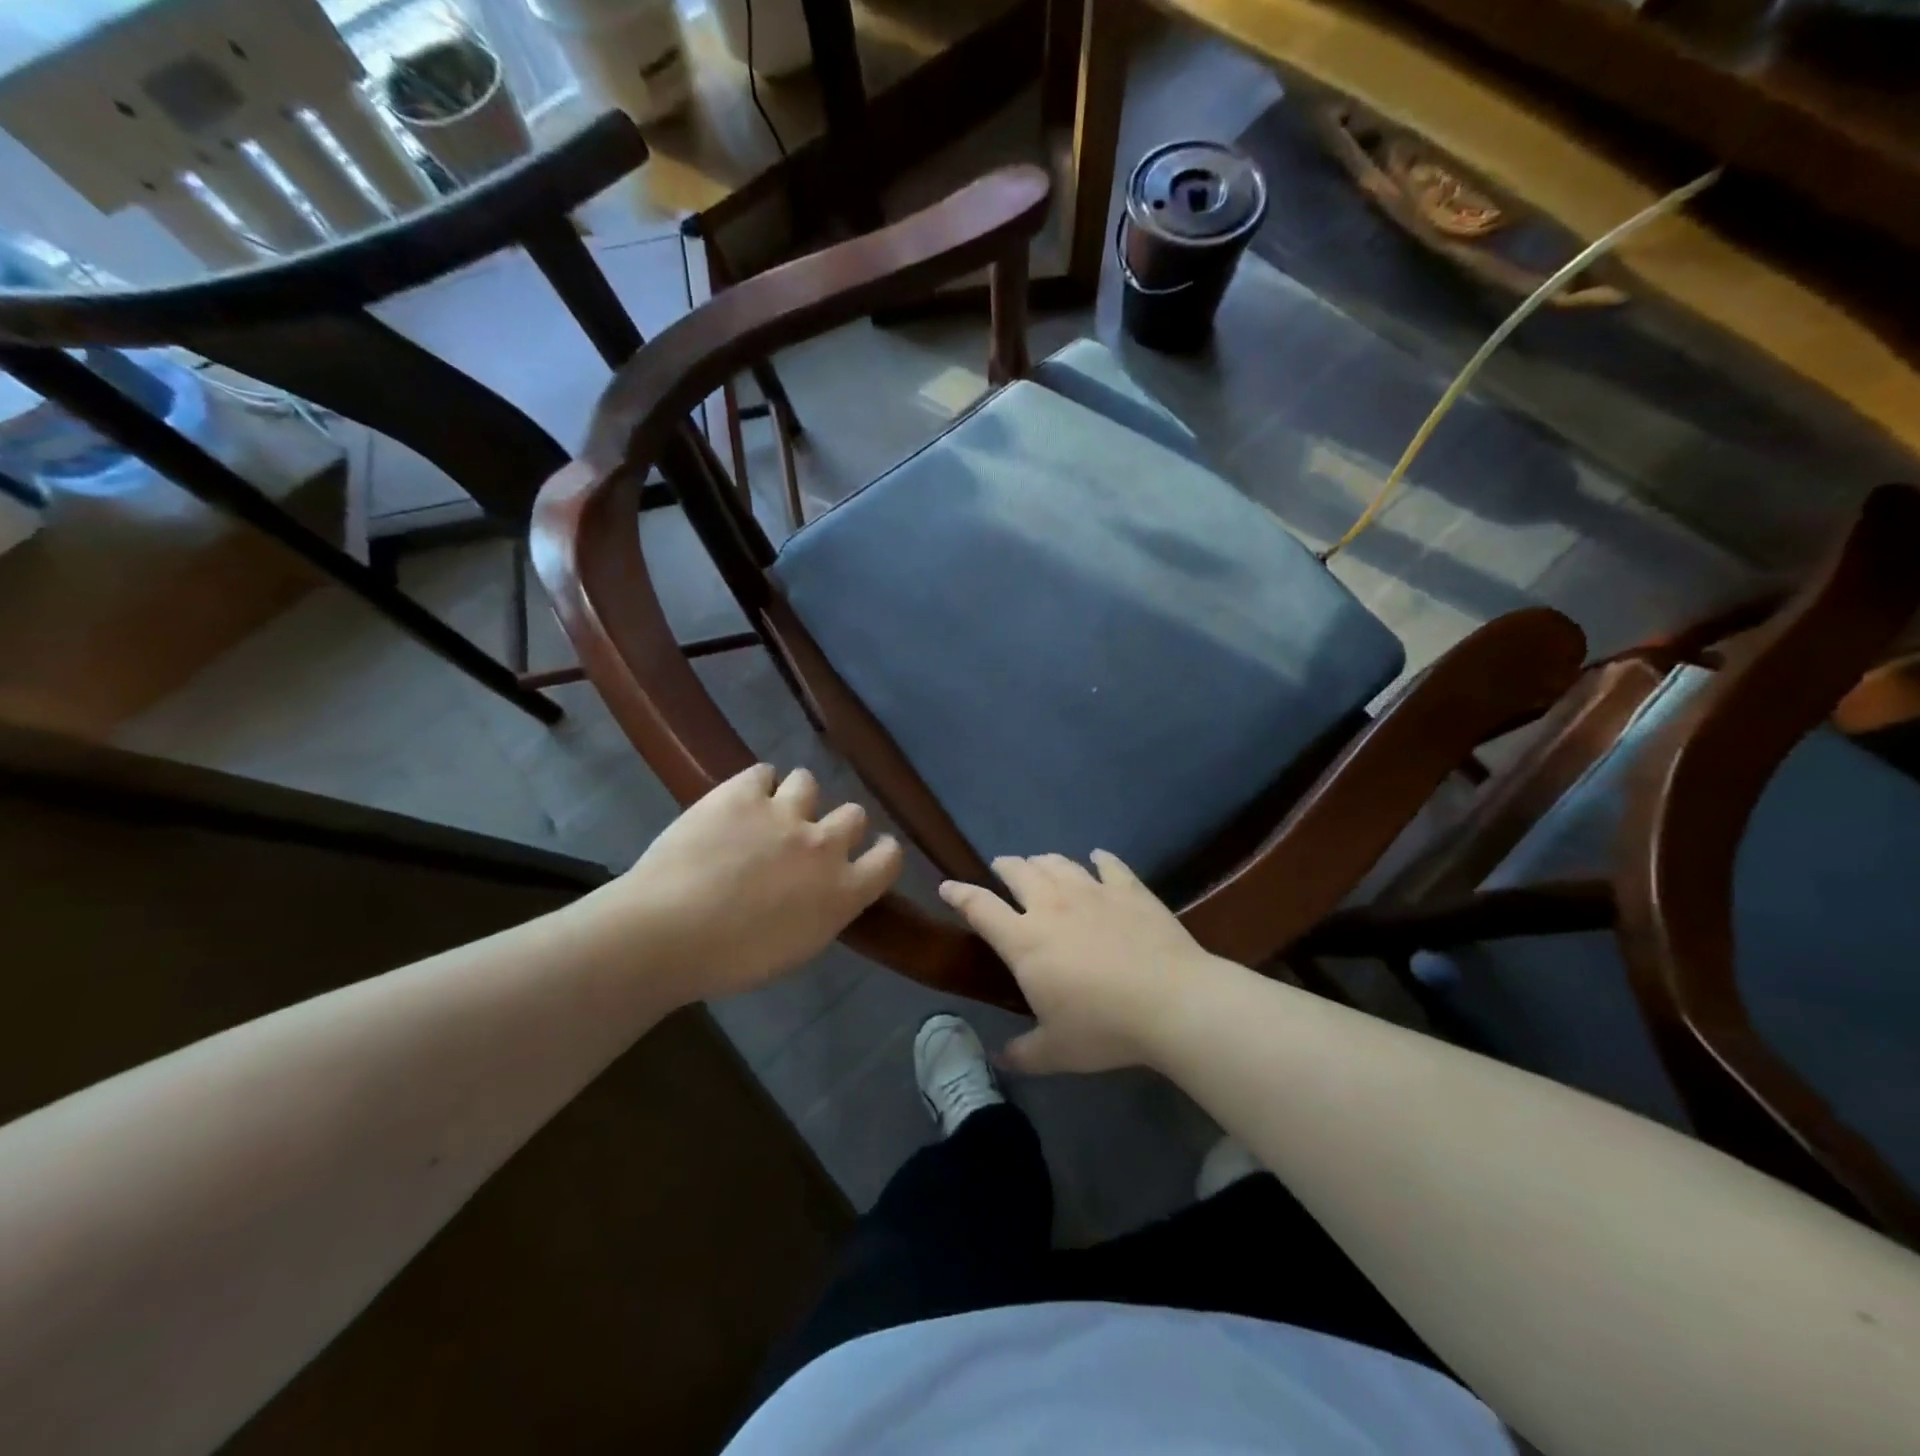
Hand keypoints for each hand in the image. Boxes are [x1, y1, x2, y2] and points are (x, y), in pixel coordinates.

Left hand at [611, 764, 902, 1001]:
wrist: (666, 933)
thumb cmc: (730, 961)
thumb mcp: (796, 948)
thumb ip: (821, 911)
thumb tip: (820, 893)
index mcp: (842, 891)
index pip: (889, 858)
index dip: (882, 851)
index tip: (870, 852)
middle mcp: (823, 845)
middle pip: (855, 814)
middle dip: (837, 823)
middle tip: (809, 838)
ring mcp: (784, 813)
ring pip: (809, 782)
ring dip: (796, 797)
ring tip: (770, 812)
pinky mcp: (742, 793)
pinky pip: (763, 772)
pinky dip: (755, 786)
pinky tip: (738, 802)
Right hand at [939, 851, 1217, 1074]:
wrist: (1172, 1001)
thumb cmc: (1105, 1027)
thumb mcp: (1057, 1051)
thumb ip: (1024, 1054)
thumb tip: (1001, 1059)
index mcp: (1025, 940)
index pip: (980, 908)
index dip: (959, 894)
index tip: (947, 886)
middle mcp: (1052, 905)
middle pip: (1019, 872)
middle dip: (1004, 866)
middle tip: (1001, 867)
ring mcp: (1092, 892)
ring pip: (1058, 863)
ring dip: (1044, 861)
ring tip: (1040, 863)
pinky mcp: (1129, 889)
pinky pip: (1109, 865)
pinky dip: (1100, 859)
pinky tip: (1098, 858)